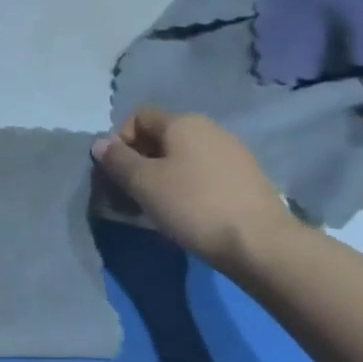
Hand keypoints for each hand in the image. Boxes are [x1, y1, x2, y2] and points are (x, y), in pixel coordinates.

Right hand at [92, 110, 298, 270]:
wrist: (262, 244)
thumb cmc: (193, 205)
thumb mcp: (144, 183)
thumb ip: (117, 160)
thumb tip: (100, 143)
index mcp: (183, 122)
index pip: (138, 117)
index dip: (119, 141)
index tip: (115, 172)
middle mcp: (209, 129)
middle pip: (161, 137)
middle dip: (140, 161)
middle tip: (130, 193)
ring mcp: (233, 153)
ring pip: (183, 157)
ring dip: (163, 176)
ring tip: (157, 207)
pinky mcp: (247, 179)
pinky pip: (204, 174)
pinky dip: (188, 187)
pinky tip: (187, 213)